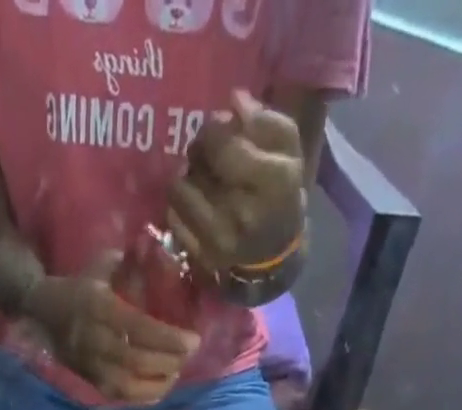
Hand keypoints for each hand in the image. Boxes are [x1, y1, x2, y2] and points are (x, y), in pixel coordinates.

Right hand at [20, 259, 199, 403]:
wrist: (43, 312)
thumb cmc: (78, 286)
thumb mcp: (99, 265)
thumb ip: (128, 262)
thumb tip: (157, 251)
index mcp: (99, 308)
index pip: (139, 329)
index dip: (168, 339)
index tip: (193, 341)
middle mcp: (95, 340)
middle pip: (138, 361)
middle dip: (169, 362)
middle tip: (189, 356)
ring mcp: (91, 365)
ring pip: (129, 385)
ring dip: (158, 383)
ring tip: (177, 373)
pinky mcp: (90, 380)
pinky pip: (119, 396)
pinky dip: (142, 397)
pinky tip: (159, 390)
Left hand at [167, 90, 305, 275]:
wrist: (273, 252)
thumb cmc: (281, 191)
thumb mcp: (287, 149)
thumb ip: (263, 119)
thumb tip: (234, 101)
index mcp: (273, 181)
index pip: (223, 144)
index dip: (212, 129)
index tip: (216, 128)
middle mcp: (244, 212)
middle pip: (199, 166)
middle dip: (198, 151)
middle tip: (205, 152)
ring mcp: (220, 239)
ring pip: (180, 191)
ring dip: (185, 177)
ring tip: (198, 176)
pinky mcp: (202, 256)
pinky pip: (174, 218)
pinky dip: (178, 204)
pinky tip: (192, 200)